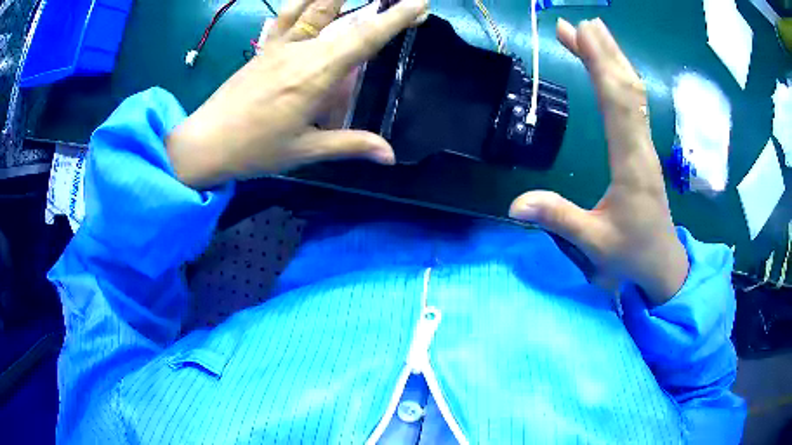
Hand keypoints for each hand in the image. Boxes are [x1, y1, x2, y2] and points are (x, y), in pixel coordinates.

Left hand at [166, 0, 428, 188]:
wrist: (206, 142)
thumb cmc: (255, 150)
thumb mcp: (306, 150)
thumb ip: (351, 145)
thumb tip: (390, 155)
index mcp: (316, 77)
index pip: (365, 40)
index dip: (395, 19)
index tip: (419, 4)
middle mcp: (301, 52)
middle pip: (350, 22)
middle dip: (385, 12)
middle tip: (411, 5)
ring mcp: (280, 46)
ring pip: (317, 8)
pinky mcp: (265, 47)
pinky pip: (286, 15)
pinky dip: (302, 1)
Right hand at [509, 18, 688, 305]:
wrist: (663, 263)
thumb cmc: (632, 253)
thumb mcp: (594, 243)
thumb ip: (559, 219)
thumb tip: (515, 204)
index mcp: (631, 163)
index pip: (615, 102)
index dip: (598, 64)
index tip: (579, 33)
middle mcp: (642, 145)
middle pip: (626, 88)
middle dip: (603, 52)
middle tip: (576, 24)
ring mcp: (645, 145)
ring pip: (633, 93)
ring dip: (613, 60)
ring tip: (592, 33)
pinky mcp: (643, 148)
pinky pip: (635, 105)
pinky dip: (621, 80)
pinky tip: (611, 69)